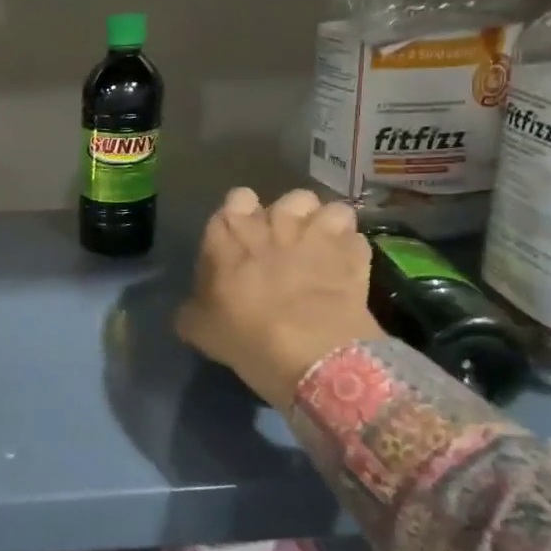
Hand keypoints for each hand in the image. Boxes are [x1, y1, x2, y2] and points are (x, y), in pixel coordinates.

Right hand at [174, 188, 383, 412]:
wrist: (311, 353)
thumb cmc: (245, 335)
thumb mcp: (199, 328)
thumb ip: (194, 308)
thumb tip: (194, 307)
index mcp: (230, 232)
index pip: (237, 198)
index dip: (242, 214)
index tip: (241, 237)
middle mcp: (275, 223)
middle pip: (290, 199)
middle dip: (290, 217)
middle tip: (285, 246)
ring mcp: (319, 236)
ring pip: (329, 210)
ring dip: (326, 226)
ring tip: (322, 250)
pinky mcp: (354, 257)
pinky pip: (356, 240)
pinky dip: (351, 252)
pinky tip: (346, 270)